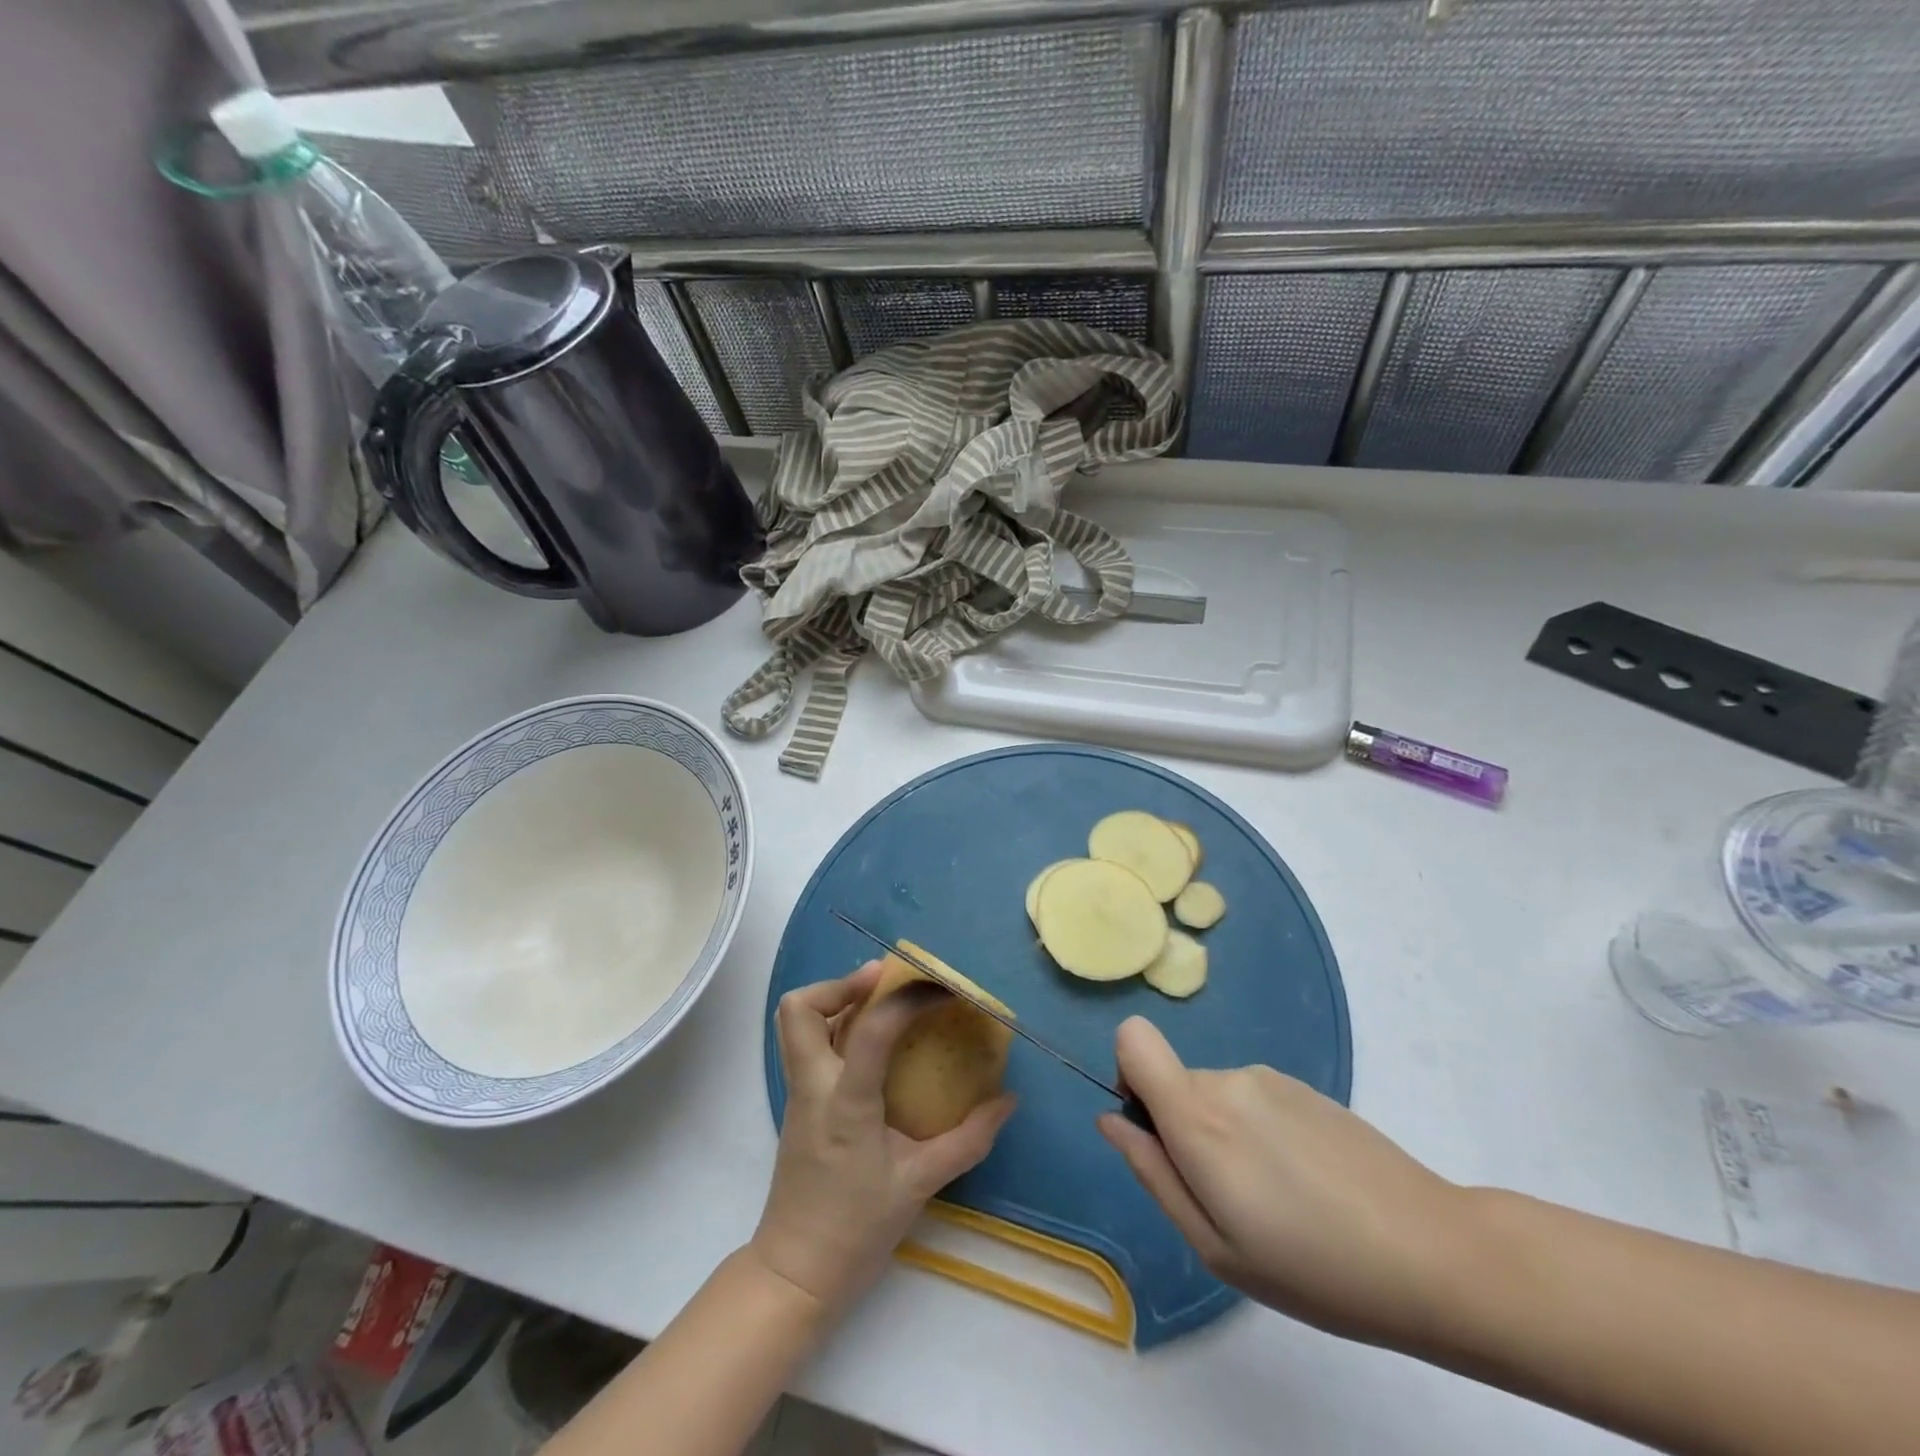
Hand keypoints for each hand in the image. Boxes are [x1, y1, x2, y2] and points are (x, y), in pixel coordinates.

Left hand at [751, 962, 1016, 1314]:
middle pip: (800, 1009)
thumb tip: (1007, 1101)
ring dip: (834, 998)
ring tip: (880, 1000)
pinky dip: (835, 1024)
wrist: (796, 1274)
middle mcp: (813, 1087)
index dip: (909, 999)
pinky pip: (808, 1044)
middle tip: (884, 982)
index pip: (871, 1030)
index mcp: (845, 1104)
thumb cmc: (857, 1230)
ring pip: (796, 1022)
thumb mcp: (920, 1184)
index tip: (944, 991)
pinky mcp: (798, 1104)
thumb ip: (968, 1140)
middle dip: (840, 983)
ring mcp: (799, 1093)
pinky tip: (873, 1040)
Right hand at [1098, 1017, 1475, 1348]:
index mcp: (1197, 1115)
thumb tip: (1111, 1120)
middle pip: (1175, 1081)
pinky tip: (1308, 1185)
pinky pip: (1255, 1100)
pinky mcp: (1306, 1088)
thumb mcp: (1214, 1245)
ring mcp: (1270, 1078)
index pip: (1133, 1039)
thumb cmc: (1313, 1267)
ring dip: (1226, 1136)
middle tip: (1231, 1201)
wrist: (1433, 1254)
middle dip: (1183, 1129)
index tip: (1154, 1130)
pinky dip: (1261, 1133)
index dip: (1128, 1074)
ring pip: (1217, 1095)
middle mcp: (1228, 1080)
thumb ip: (1152, 1172)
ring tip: (1278, 1200)